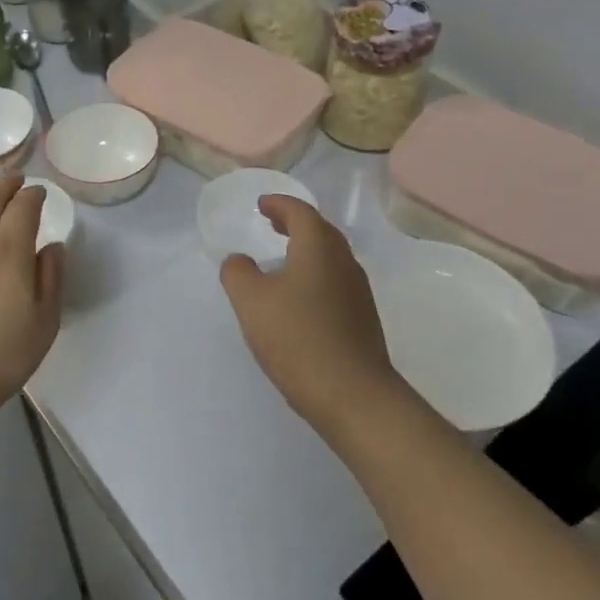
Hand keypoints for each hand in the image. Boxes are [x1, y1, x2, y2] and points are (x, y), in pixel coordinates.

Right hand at [218, 197, 399, 435]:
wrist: (353, 395)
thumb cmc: (297, 338)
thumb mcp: (251, 301)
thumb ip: (238, 272)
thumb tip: (239, 261)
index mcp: (318, 248)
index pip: (300, 212)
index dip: (279, 204)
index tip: (261, 205)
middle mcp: (344, 262)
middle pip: (320, 230)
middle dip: (295, 222)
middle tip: (271, 223)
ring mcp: (357, 291)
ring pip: (330, 256)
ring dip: (306, 248)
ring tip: (282, 257)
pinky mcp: (362, 318)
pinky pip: (334, 281)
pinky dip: (314, 273)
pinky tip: (298, 297)